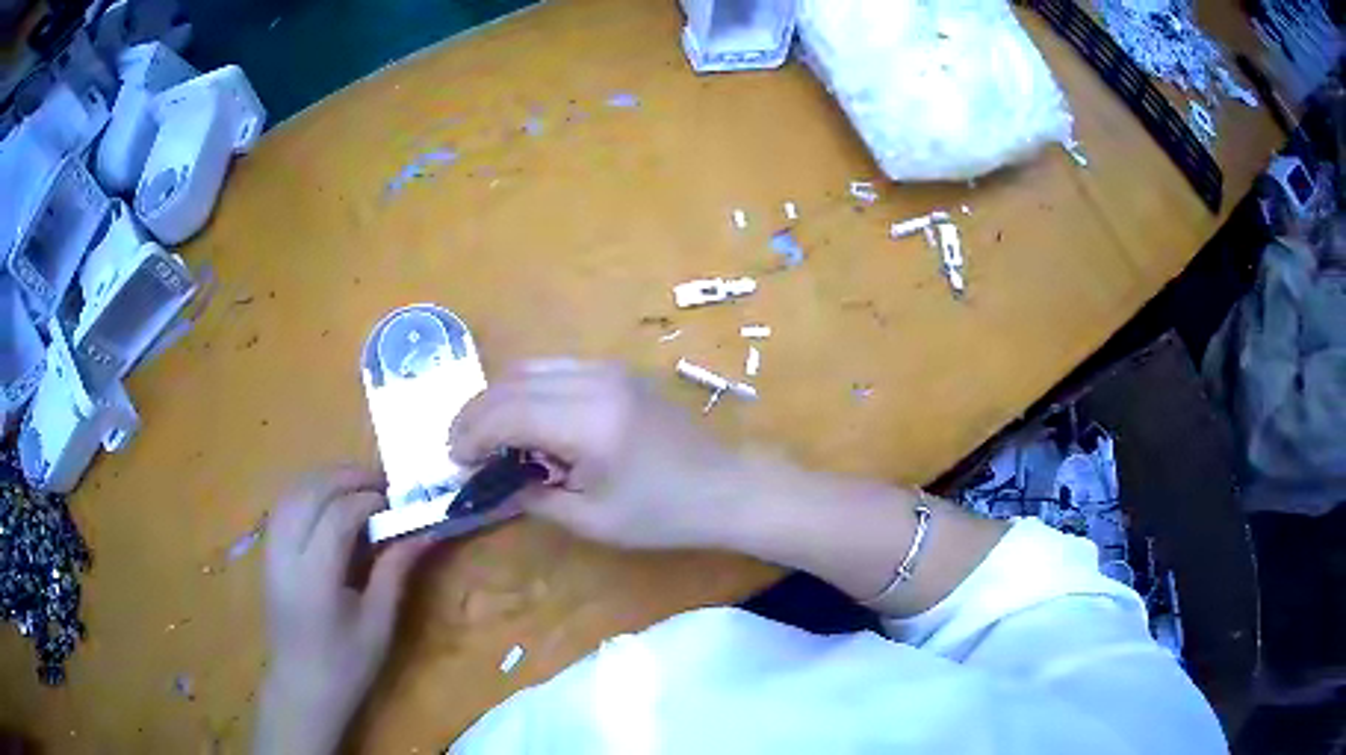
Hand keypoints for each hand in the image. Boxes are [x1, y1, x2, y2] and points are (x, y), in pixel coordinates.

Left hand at [255, 465, 434, 754]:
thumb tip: (425, 532)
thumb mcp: (379, 624)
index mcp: (315, 577)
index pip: (337, 515)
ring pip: (292, 492)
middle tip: (381, 483)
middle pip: (310, 492)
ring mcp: (270, 551)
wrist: (302, 688)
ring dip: (325, 478)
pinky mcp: (267, 553)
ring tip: (357, 484)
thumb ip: (395, 572)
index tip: (396, 503)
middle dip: (346, 477)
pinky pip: (283, 505)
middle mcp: (286, 555)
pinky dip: (307, 491)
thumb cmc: (347, 665)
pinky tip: (328, 500)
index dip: (368, 500)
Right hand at [449, 360, 750, 548]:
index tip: (454, 462)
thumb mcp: (592, 520)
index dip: (471, 436)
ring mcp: (608, 369)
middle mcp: (594, 382)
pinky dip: (526, 389)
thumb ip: (533, 496)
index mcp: (588, 423)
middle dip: (476, 414)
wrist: (725, 487)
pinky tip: (524, 420)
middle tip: (460, 448)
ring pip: (530, 368)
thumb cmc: (662, 515)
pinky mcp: (616, 371)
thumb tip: (492, 481)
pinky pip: (555, 369)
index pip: (506, 414)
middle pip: (511, 382)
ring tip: (485, 435)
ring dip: (498, 398)